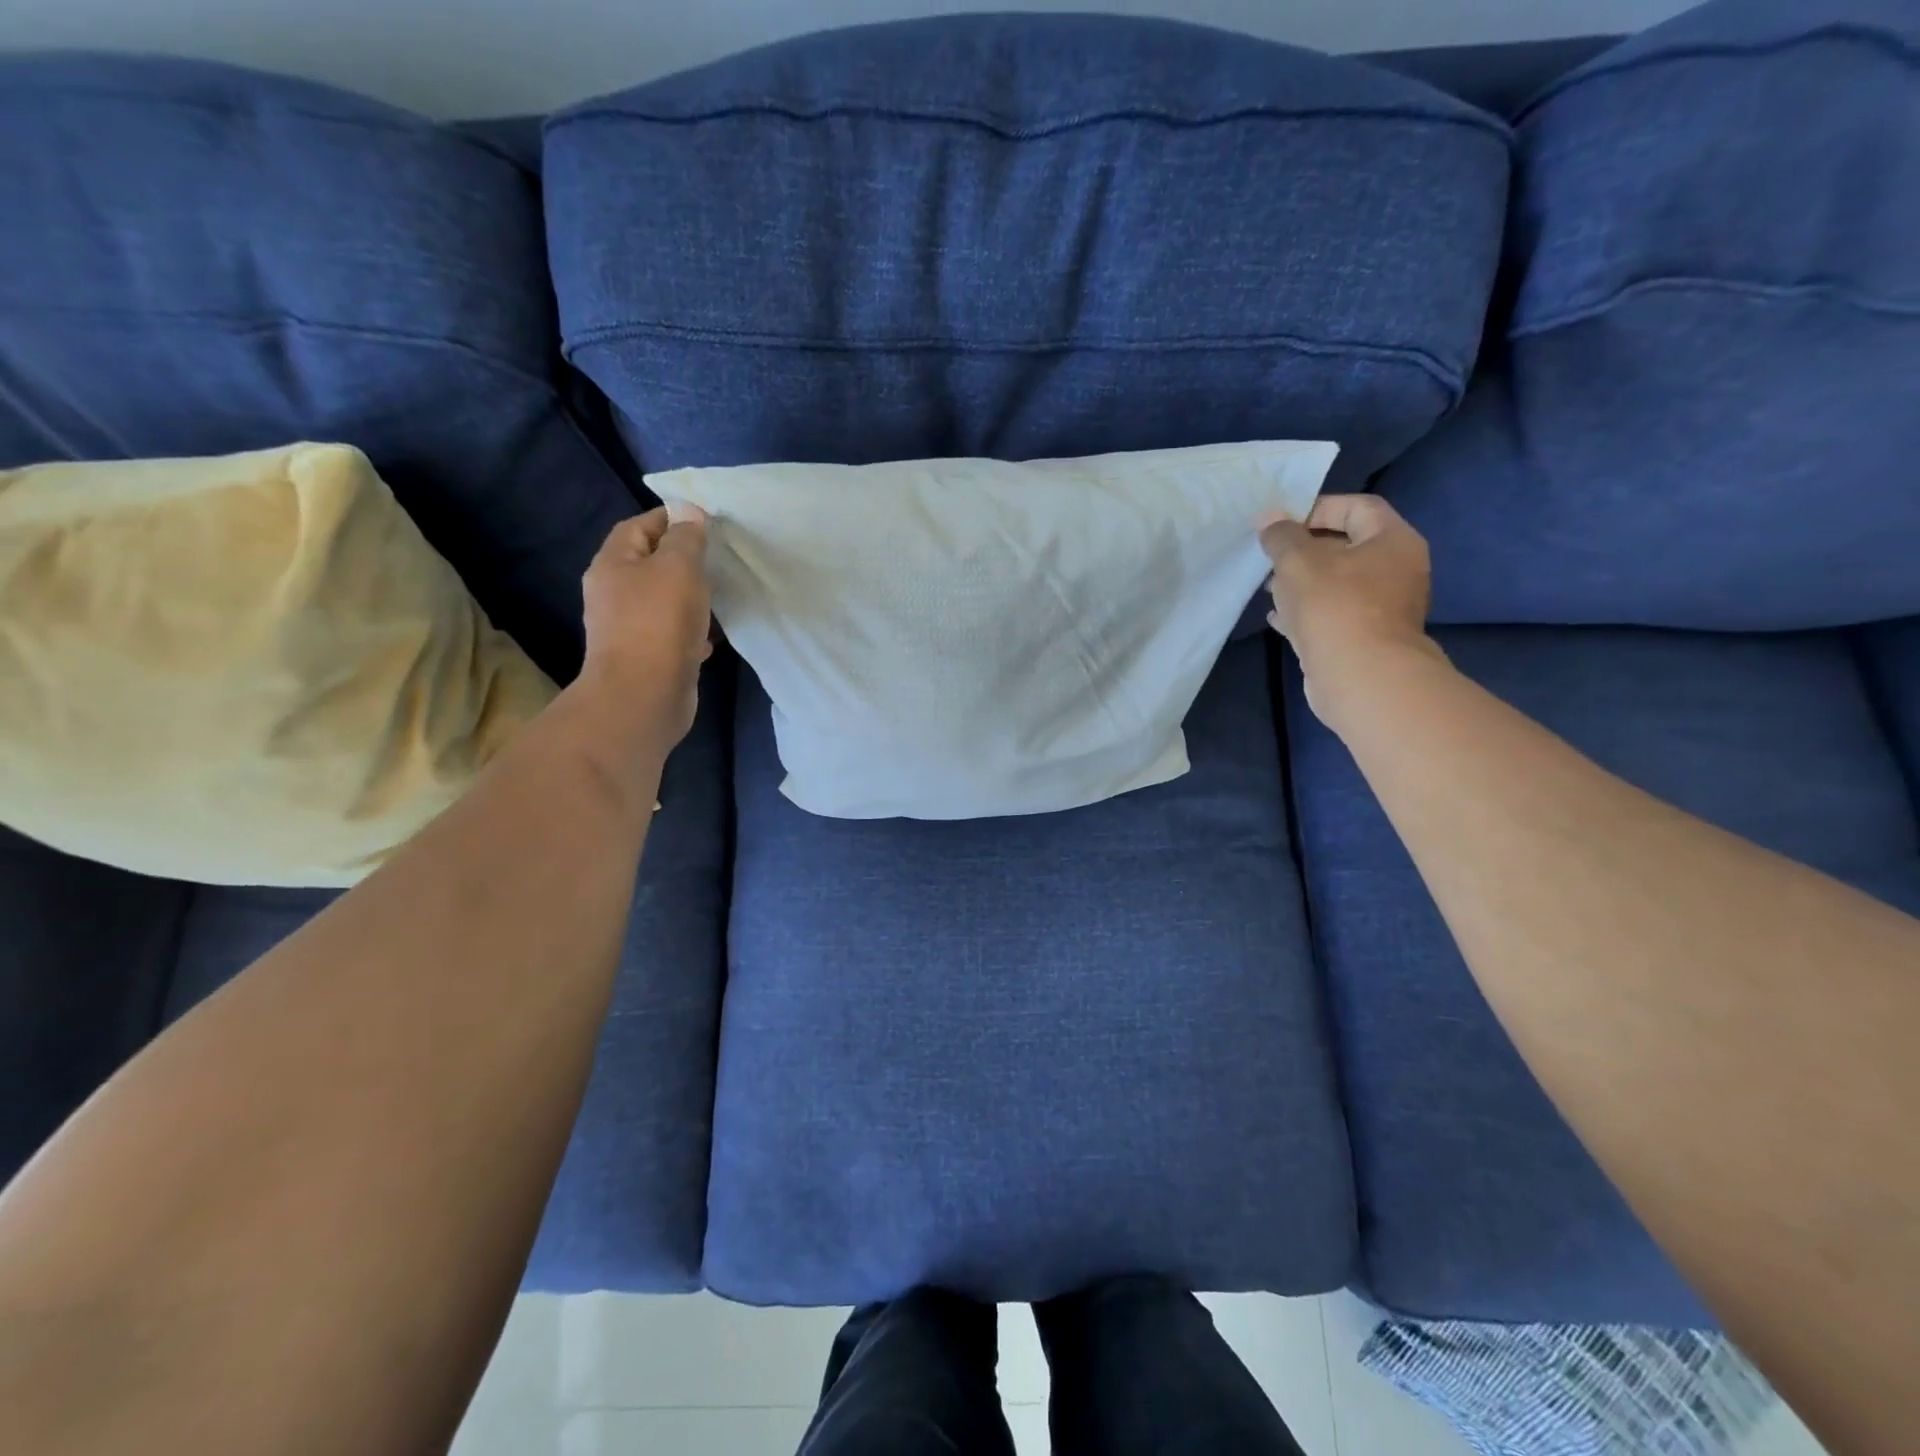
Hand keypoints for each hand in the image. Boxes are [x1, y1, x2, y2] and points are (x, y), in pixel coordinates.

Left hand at [580, 503, 712, 745]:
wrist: (645, 696)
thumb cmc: (659, 623)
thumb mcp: (679, 567)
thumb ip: (686, 538)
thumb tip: (689, 513)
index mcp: (613, 564)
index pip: (638, 526)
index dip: (670, 518)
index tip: (706, 521)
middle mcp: (614, 594)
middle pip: (649, 564)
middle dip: (682, 559)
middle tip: (718, 558)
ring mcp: (628, 628)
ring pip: (663, 601)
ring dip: (689, 597)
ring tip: (720, 595)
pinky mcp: (647, 657)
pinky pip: (671, 633)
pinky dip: (691, 630)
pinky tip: (711, 637)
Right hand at [1259, 494, 1444, 728]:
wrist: (1360, 677)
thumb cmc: (1334, 607)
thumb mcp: (1299, 562)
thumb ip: (1281, 536)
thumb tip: (1268, 516)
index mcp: (1393, 541)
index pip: (1357, 507)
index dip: (1317, 509)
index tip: (1281, 524)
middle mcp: (1397, 570)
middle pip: (1346, 546)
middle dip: (1304, 550)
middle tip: (1270, 557)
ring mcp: (1383, 607)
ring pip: (1337, 583)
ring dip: (1302, 583)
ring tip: (1268, 588)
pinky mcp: (1364, 638)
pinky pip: (1333, 614)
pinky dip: (1306, 612)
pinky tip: (1277, 617)